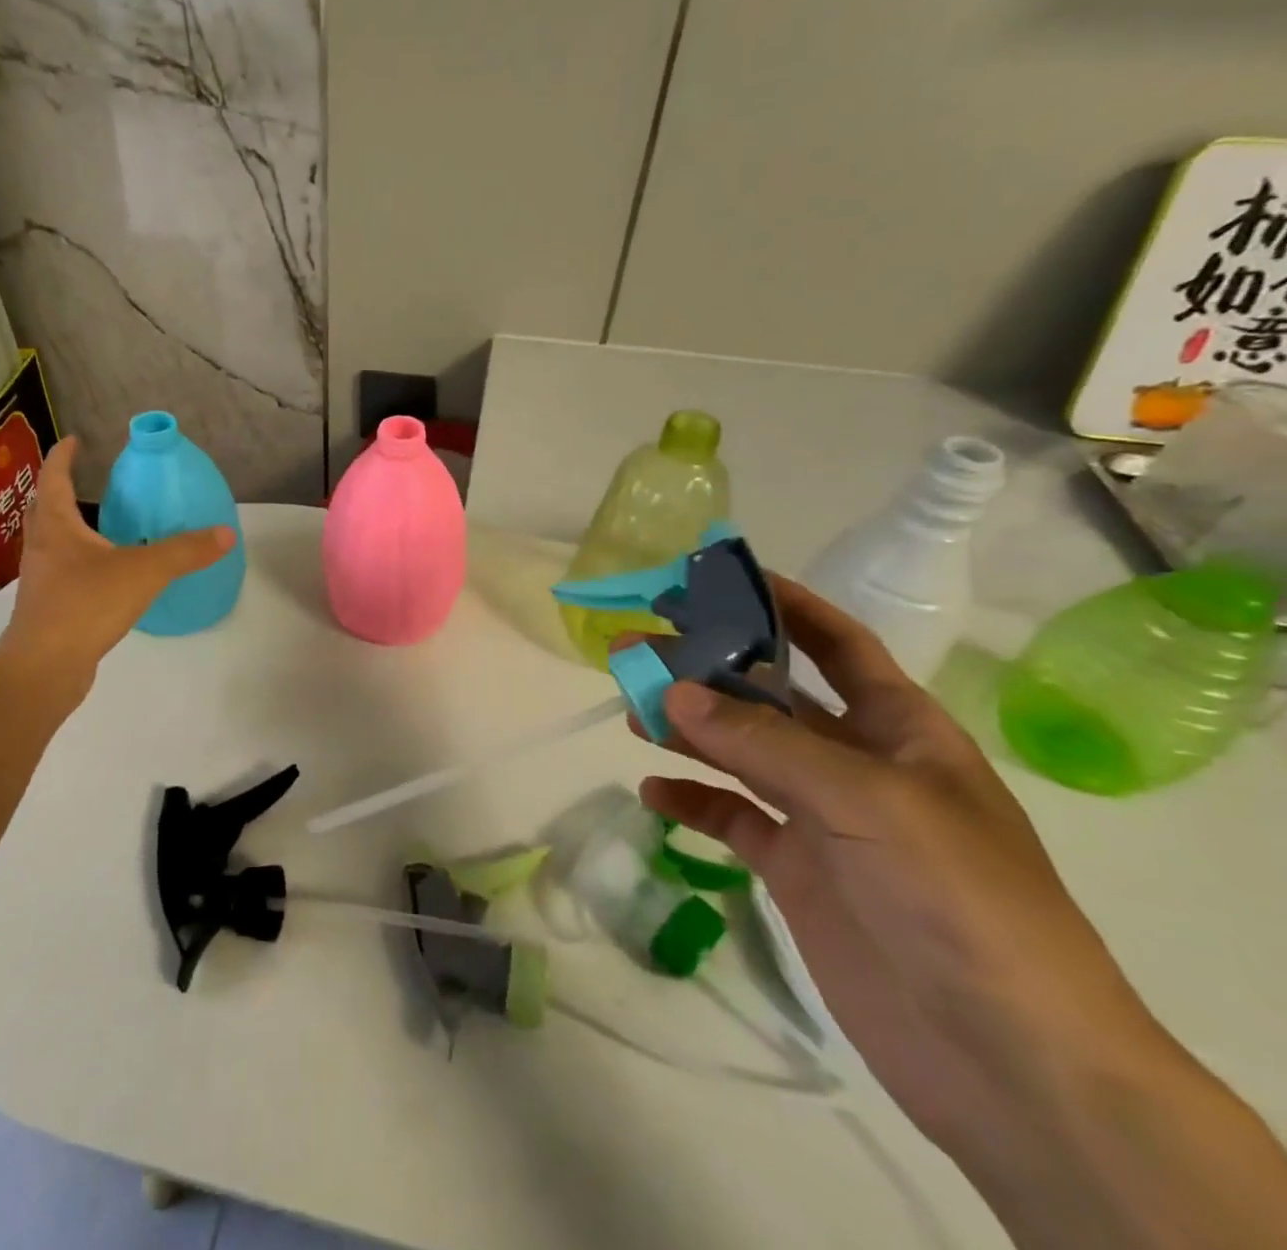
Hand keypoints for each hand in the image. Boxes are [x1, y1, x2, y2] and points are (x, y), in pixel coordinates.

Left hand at [0, 437, 233, 712]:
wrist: (44, 668)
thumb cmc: (85, 605)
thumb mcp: (144, 572)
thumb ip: (185, 551)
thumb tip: (226, 533)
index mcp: (57, 526)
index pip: (54, 478)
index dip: (64, 456)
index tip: (75, 440)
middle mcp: (42, 547)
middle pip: (44, 509)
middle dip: (60, 490)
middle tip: (84, 479)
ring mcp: (42, 580)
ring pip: (52, 543)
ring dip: (68, 528)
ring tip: (97, 525)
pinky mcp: (49, 609)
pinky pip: (63, 573)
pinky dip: (79, 563)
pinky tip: (104, 575)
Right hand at [629, 577, 1157, 1152]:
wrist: (1006, 1061)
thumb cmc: (956, 900)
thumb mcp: (865, 802)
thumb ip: (762, 743)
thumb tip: (670, 691)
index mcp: (900, 729)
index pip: (837, 645)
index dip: (786, 604)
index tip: (719, 576)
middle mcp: (858, 764)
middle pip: (769, 696)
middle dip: (707, 668)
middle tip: (636, 647)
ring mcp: (824, 819)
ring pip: (741, 753)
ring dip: (688, 729)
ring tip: (630, 710)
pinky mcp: (796, 870)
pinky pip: (732, 819)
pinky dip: (692, 800)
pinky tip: (653, 790)